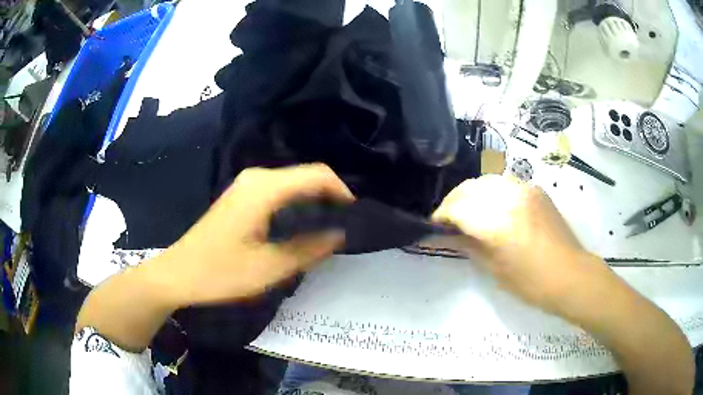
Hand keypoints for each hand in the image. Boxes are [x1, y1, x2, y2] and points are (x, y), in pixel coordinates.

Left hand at [156, 164, 353, 306]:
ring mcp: (246, 185)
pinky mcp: (241, 196)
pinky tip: (301, 225)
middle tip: (346, 225)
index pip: (316, 175)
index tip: (355, 215)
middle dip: (329, 196)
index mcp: (264, 189)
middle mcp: (256, 178)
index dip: (341, 191)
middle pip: (305, 176)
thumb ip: (309, 248)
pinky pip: (278, 191)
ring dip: (313, 201)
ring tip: (329, 227)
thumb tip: (339, 234)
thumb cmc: (221, 272)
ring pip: (292, 183)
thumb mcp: (270, 267)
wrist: (179, 274)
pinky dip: (296, 204)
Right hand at [432, 175, 606, 313]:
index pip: (457, 208)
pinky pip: (504, 183)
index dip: (441, 216)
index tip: (434, 227)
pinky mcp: (535, 189)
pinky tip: (492, 208)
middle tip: (447, 221)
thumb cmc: (531, 283)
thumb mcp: (495, 269)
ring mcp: (524, 189)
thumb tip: (443, 236)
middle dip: (453, 203)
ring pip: (485, 181)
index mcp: (498, 222)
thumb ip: (468, 245)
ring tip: (468, 213)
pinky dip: (490, 192)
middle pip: (469, 189)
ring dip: (471, 195)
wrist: (570, 275)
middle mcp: (509, 197)